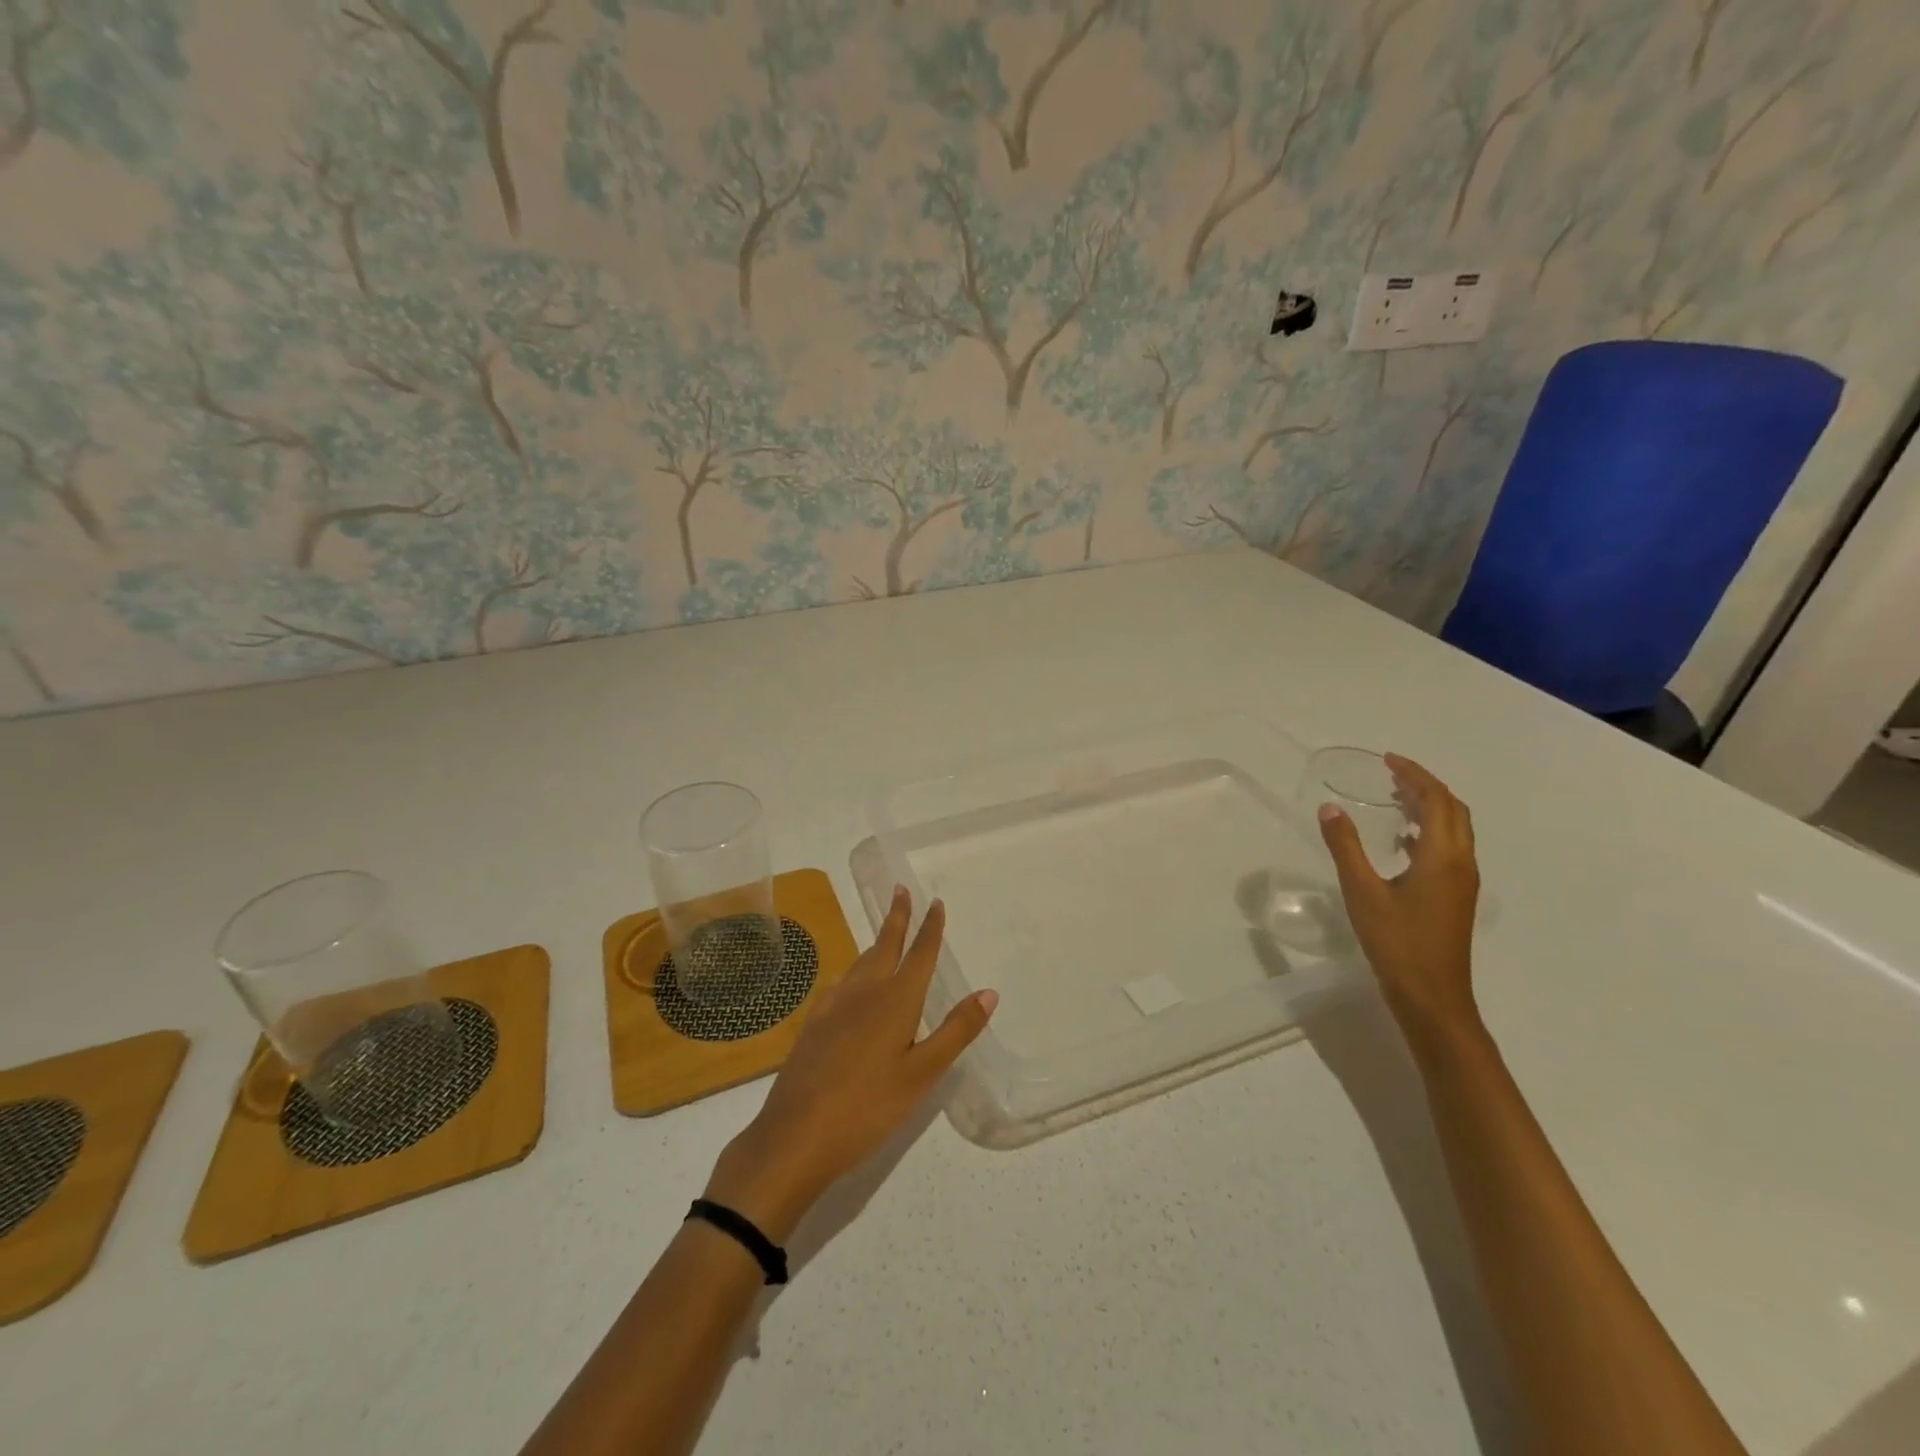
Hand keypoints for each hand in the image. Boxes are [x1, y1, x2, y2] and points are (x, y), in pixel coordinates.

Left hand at [704, 888, 996, 1241]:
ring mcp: (833, 1006)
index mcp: (895, 1000)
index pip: (919, 954)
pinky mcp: (813, 1024)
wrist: (795, 1135)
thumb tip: (989, 992)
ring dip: (876, 943)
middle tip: (900, 891)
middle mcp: (864, 992)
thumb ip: (956, 1030)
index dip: (930, 928)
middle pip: (885, 946)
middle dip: (896, 918)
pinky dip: (854, 972)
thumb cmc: (868, 1107)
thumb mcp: (922, 1074)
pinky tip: (850, 985)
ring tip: (885, 935)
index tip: (935, 902)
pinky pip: (840, 984)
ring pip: (860, 963)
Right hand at [1318, 753, 1481, 1043]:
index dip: (1415, 775)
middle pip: (1453, 810)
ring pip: (1454, 829)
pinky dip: (1429, 831)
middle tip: (1391, 774)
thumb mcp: (1362, 891)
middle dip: (1425, 786)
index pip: (1437, 800)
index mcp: (1442, 856)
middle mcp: (1461, 862)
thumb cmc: (1397, 942)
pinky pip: (1449, 848)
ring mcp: (1463, 881)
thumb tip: (1330, 808)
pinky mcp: (1456, 896)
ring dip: (1429, 807)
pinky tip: (1402, 841)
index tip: (1388, 760)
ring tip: (1395, 798)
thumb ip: (1345, 847)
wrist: (1432, 996)